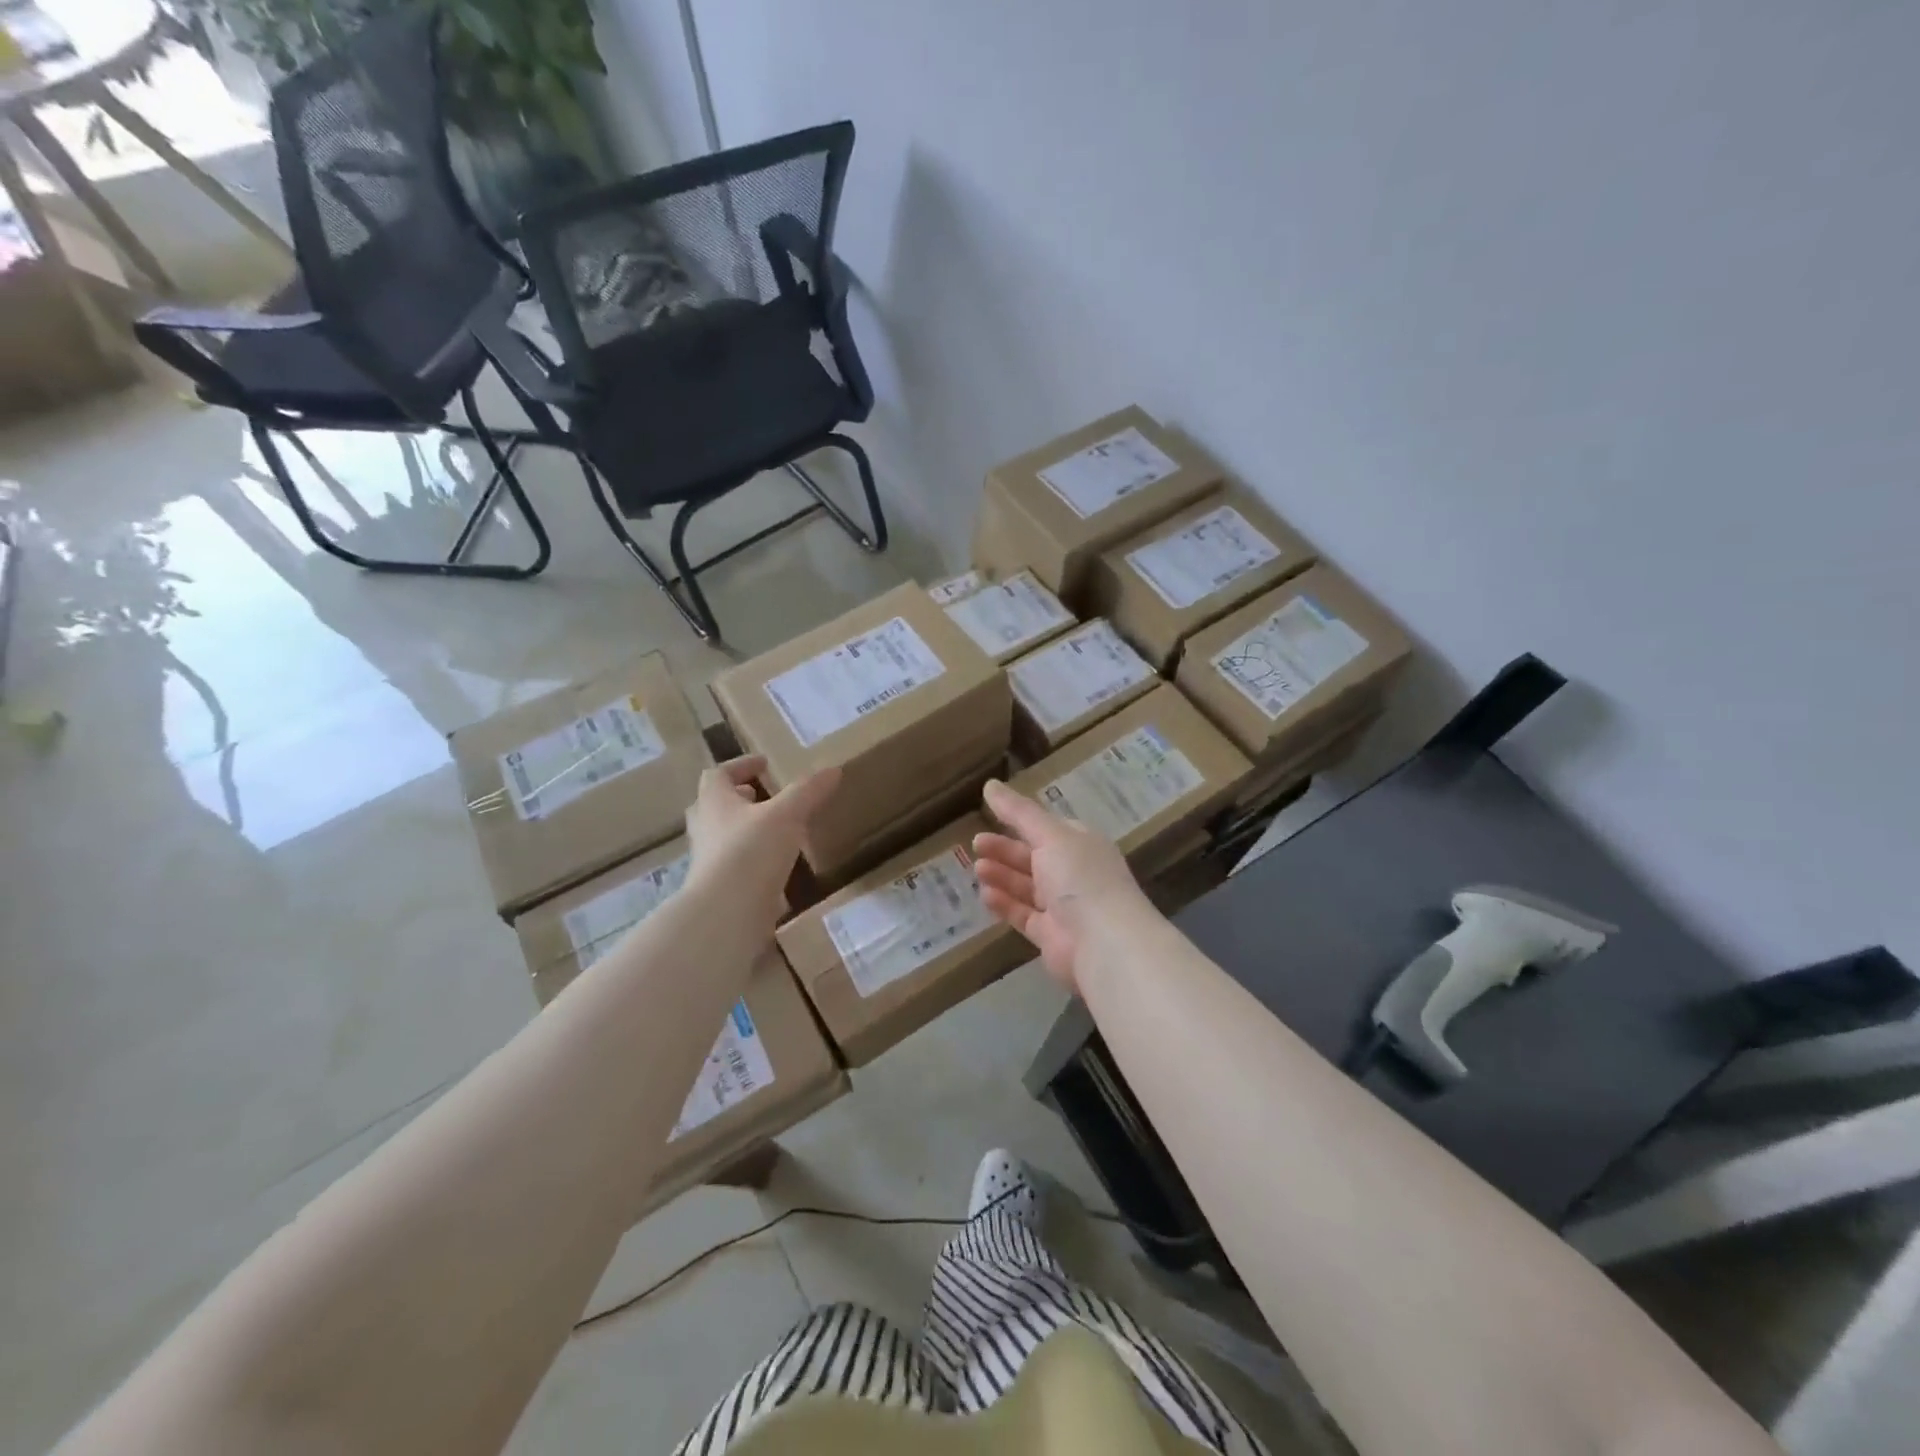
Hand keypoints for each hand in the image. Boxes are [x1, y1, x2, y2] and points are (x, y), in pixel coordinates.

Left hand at [685, 756, 839, 932]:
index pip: (719, 774)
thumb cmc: (751, 851)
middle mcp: (706, 828)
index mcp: (715, 802)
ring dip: (746, 829)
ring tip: (776, 829)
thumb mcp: (787, 814)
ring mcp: (710, 861)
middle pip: (715, 805)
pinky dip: (754, 859)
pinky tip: (778, 865)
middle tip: (763, 795)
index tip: (764, 763)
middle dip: (739, 798)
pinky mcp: (721, 888)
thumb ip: (808, 791)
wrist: (726, 914)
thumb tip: (833, 769)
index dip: (741, 765)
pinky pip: (736, 865)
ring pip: (724, 836)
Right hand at [971, 779, 1151, 992]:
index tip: (991, 814)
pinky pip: (1023, 915)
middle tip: (976, 843)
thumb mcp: (1050, 836)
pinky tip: (985, 894)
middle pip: (1034, 857)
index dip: (1021, 821)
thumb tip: (990, 784)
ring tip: (976, 867)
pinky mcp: (1051, 936)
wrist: (1104, 943)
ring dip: (1002, 875)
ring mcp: (1064, 907)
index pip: (1049, 828)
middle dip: (1005, 850)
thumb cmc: (1080, 878)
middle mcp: (1074, 873)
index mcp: (1081, 845)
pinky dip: (1005, 904)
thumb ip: (1019, 812)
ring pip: (1027, 886)